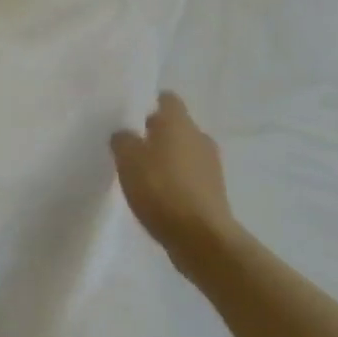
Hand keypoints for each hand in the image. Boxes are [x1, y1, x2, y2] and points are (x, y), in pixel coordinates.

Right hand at [111, 92, 236, 263]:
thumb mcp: (128, 159)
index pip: (167, 99)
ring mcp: (211, 166)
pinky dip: (177, 183)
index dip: (150, 104)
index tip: (132, 117)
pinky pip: (191, 178)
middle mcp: (199, 136)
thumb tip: (125, 134)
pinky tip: (159, 199)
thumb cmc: (161, 188)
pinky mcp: (214, 193)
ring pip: (184, 153)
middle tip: (132, 149)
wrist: (201, 237)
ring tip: (144, 177)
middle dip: (157, 135)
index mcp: (179, 122)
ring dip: (168, 161)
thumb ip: (123, 140)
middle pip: (176, 127)